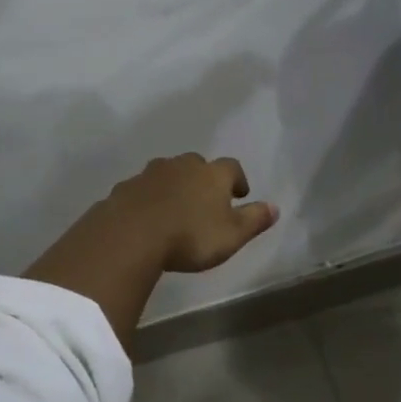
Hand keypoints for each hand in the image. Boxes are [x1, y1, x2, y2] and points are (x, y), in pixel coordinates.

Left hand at [103, 153, 279, 272]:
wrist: (130, 235)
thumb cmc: (190, 236)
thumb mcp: (232, 235)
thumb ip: (254, 220)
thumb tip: (275, 208)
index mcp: (212, 174)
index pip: (232, 167)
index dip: (237, 180)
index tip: (239, 195)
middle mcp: (182, 165)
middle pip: (197, 164)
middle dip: (202, 179)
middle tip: (205, 200)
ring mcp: (150, 174)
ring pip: (167, 173)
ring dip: (173, 186)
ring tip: (175, 209)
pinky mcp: (125, 188)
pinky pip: (142, 189)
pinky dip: (147, 198)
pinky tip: (146, 217)